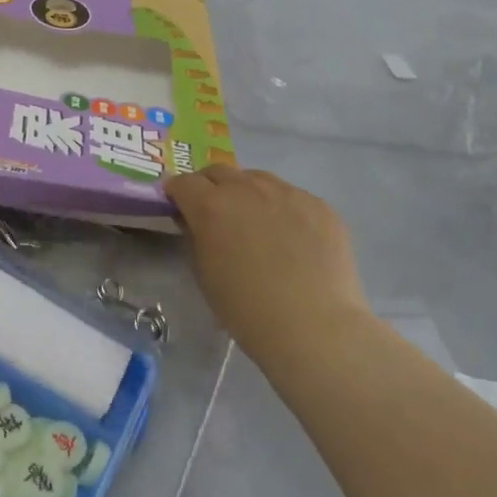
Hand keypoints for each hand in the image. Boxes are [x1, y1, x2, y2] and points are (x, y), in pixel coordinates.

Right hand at [166, 165, 370, 371]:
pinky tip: (289, 237)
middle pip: (219, 171)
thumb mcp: (204, 274)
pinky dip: (281, 207)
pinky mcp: (320, 205)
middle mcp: (247, 189)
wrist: (313, 325)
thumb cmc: (245, 308)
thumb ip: (194, 237)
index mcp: (211, 206)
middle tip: (212, 211)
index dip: (176, 193)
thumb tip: (194, 220)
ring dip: (246, 191)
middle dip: (208, 186)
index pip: (183, 182)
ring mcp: (288, 193)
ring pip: (257, 179)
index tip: (178, 207)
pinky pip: (291, 196)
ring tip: (253, 221)